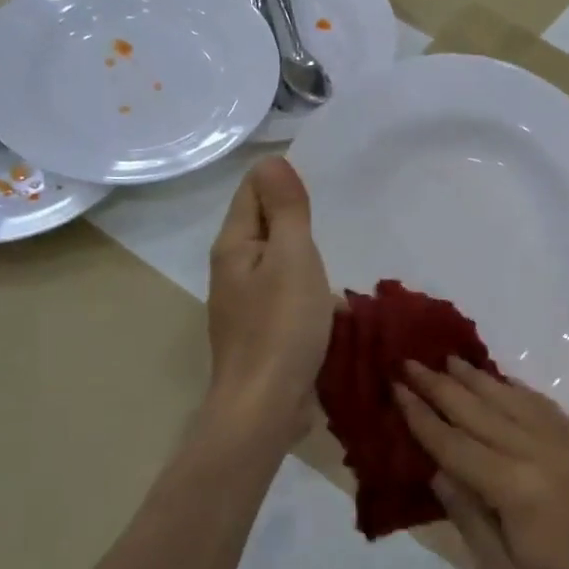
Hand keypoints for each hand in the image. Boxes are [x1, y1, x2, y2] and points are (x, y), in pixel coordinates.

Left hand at [206, 158, 332, 438]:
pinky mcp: (261, 333)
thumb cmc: (281, 327)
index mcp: (234, 246)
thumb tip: (271, 160)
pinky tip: (330, 303)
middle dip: (296, 218)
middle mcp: (233, 271)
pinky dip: (307, 291)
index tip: (321, 181)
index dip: (282, 180)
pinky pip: (286, 297)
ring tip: (336, 256)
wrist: (265, 407)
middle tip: (335, 213)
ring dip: (304, 258)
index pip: (253, 192)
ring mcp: (245, 305)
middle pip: (265, 227)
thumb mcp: (292, 258)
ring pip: (278, 264)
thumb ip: (286, 210)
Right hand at [395, 358, 568, 568]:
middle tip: (411, 360)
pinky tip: (507, 384)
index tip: (396, 386)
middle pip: (482, 412)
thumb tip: (439, 472)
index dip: (422, 416)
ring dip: (479, 380)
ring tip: (451, 359)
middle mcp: (542, 455)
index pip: (455, 444)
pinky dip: (521, 391)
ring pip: (515, 402)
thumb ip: (471, 521)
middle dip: (442, 386)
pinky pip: (548, 410)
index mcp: (516, 488)